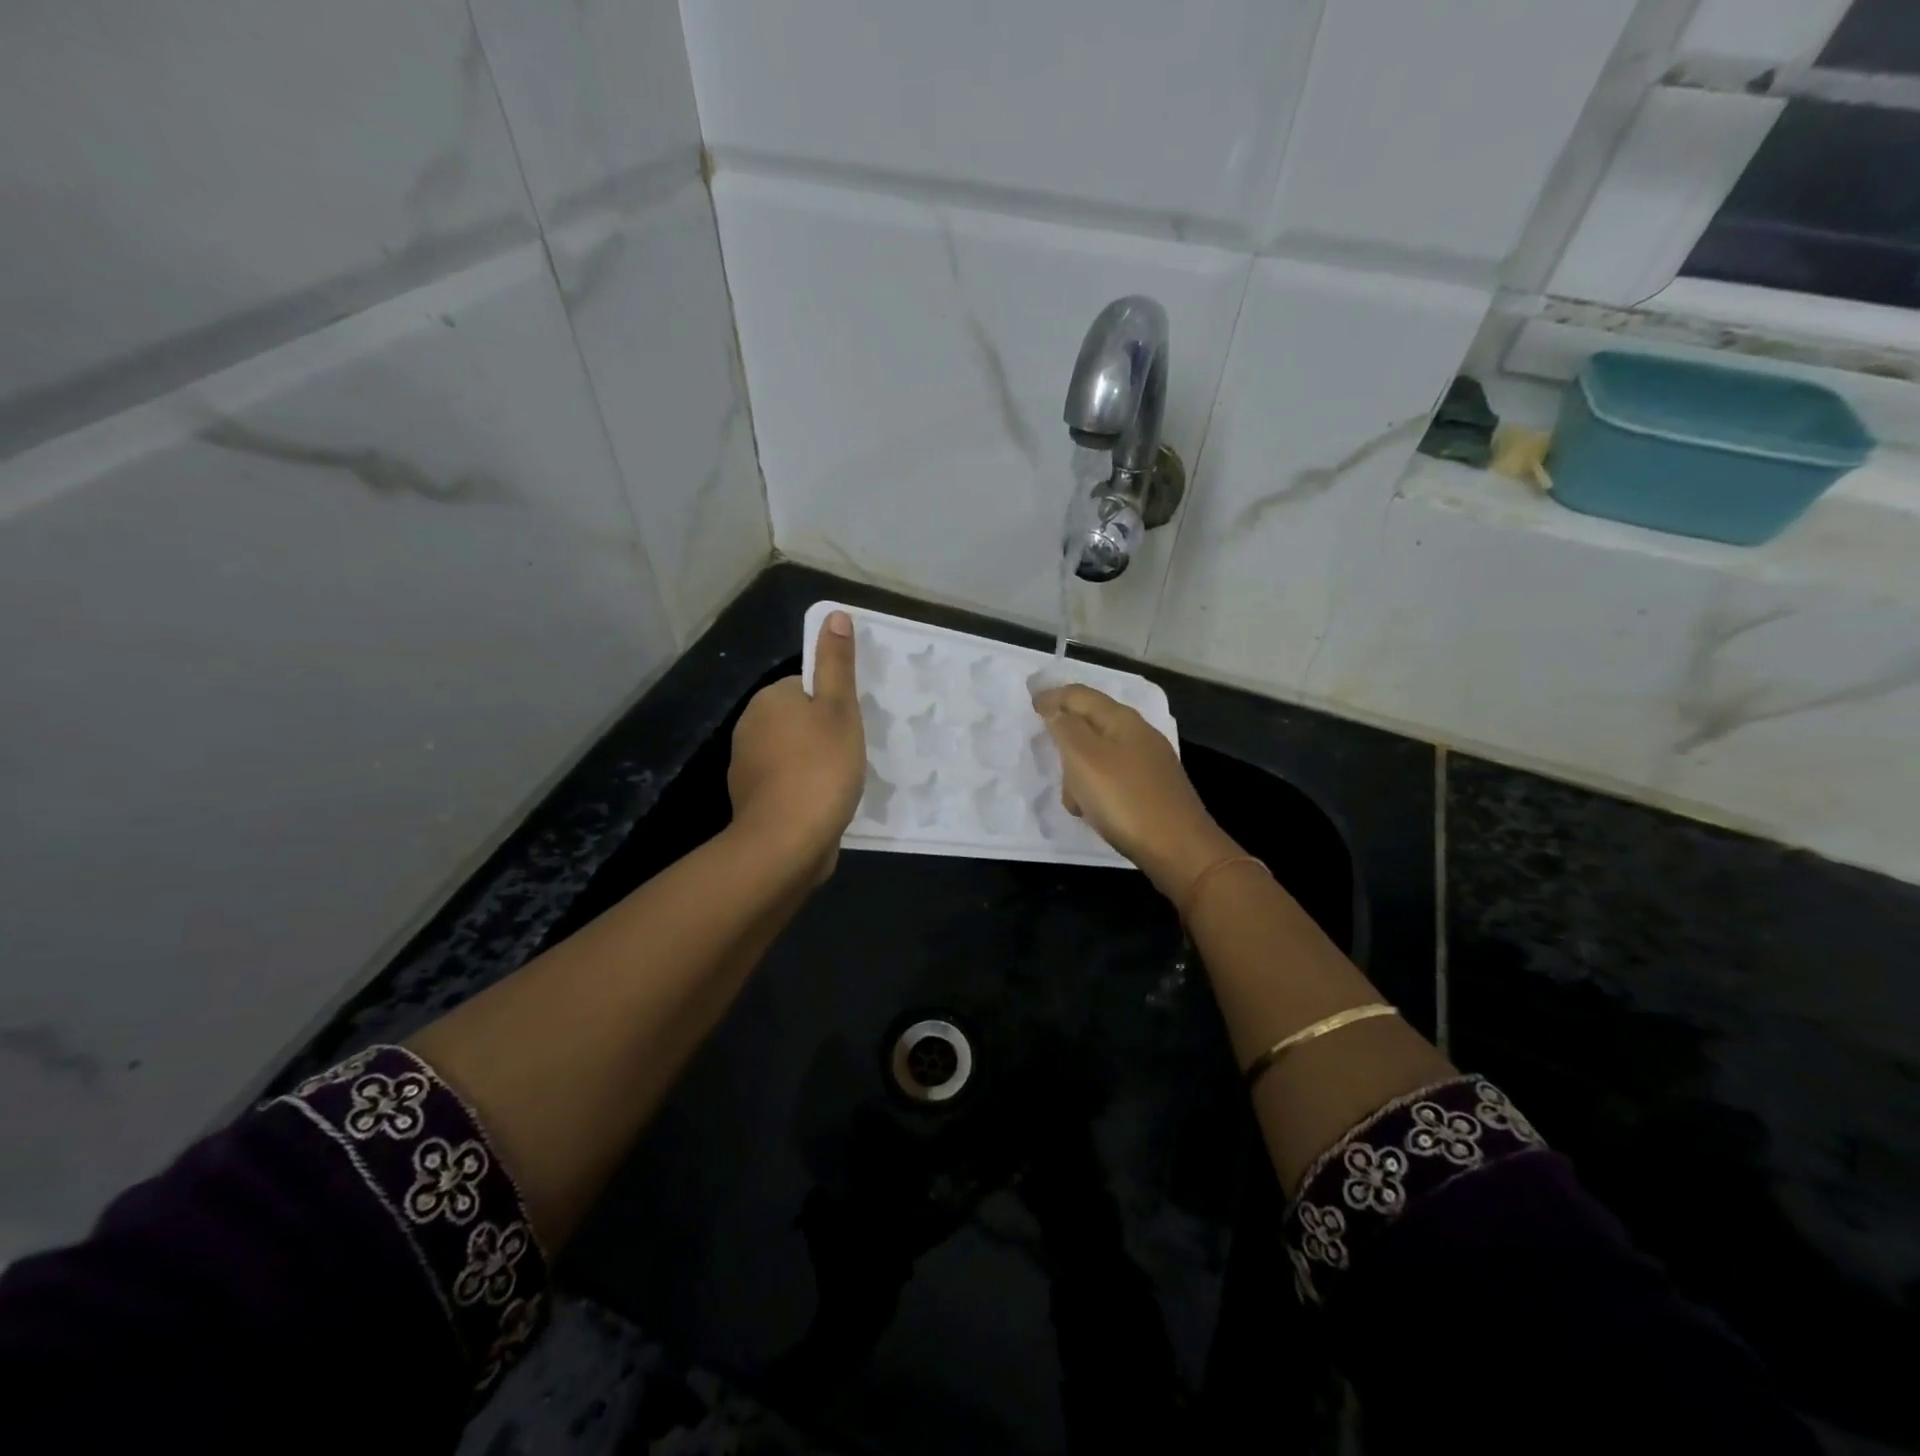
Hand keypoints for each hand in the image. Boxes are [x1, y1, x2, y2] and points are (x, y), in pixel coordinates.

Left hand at [728, 611, 865, 881]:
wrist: (787, 841)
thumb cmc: (821, 767)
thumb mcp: (839, 709)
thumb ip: (836, 663)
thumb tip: (834, 613)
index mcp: (770, 700)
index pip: (807, 687)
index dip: (834, 705)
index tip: (853, 727)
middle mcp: (749, 727)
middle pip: (798, 720)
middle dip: (824, 735)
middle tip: (851, 755)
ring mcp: (746, 767)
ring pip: (792, 753)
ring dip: (814, 764)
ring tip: (842, 783)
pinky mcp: (752, 801)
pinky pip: (785, 784)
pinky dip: (803, 790)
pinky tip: (823, 806)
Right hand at [1032, 683, 1238, 897]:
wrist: (1179, 848)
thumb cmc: (1125, 799)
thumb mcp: (1085, 759)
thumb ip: (1066, 729)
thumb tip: (1055, 709)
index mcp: (1122, 719)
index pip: (1080, 694)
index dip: (1052, 696)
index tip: (1029, 705)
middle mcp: (1138, 734)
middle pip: (1090, 723)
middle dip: (1064, 738)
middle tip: (1046, 755)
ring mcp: (1148, 762)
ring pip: (1099, 755)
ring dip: (1078, 772)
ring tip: (1073, 799)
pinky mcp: (1151, 789)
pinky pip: (1111, 778)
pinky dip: (1095, 790)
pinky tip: (1093, 812)